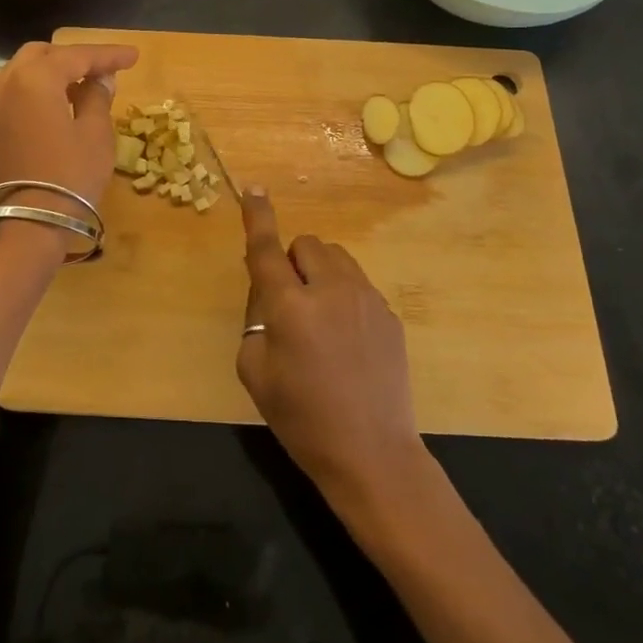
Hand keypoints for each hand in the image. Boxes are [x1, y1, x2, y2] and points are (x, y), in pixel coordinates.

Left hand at [0, 41, 138, 218]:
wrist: (32, 221)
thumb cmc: (71, 174)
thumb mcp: (95, 132)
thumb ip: (97, 96)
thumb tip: (100, 79)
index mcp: (35, 78)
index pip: (77, 56)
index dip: (108, 54)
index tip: (133, 56)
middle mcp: (7, 81)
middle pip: (44, 54)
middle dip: (75, 57)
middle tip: (105, 69)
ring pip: (24, 70)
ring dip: (53, 71)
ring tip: (83, 84)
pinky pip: (14, 90)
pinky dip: (37, 88)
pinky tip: (60, 101)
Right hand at [236, 188, 422, 496]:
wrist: (372, 454)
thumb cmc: (302, 419)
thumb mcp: (255, 372)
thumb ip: (256, 321)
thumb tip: (270, 295)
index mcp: (290, 306)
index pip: (267, 249)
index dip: (257, 217)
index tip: (254, 189)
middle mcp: (330, 290)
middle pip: (307, 245)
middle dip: (292, 263)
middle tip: (288, 303)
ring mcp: (366, 300)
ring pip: (336, 258)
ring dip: (319, 273)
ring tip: (319, 317)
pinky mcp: (389, 314)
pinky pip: (358, 285)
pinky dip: (343, 295)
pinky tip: (347, 340)